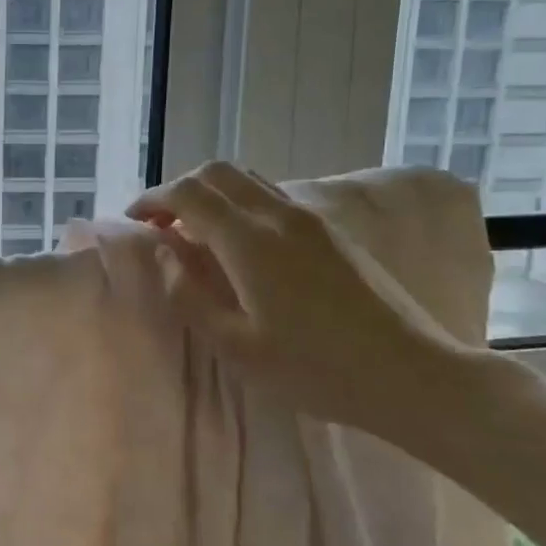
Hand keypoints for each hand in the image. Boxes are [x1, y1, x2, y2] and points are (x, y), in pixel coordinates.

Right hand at [130, 161, 479, 445]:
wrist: (411, 374)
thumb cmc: (315, 369)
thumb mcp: (237, 347)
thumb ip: (190, 296)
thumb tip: (166, 255)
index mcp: (250, 241)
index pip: (188, 194)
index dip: (152, 201)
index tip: (133, 223)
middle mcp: (279, 215)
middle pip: (216, 172)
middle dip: (179, 189)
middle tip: (161, 225)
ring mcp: (310, 218)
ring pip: (247, 178)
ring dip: (211, 193)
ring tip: (195, 232)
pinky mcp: (331, 231)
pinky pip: (271, 195)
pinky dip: (239, 202)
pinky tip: (239, 245)